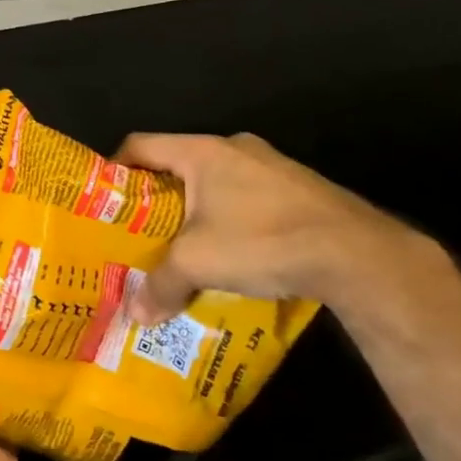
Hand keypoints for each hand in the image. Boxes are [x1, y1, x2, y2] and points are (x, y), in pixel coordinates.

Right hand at [115, 132, 449, 324]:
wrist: (356, 253)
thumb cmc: (261, 239)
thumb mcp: (199, 263)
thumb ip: (161, 284)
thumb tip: (134, 314)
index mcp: (201, 151)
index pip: (140, 145)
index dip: (116, 168)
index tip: (104, 201)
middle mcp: (233, 148)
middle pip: (177, 166)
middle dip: (157, 200)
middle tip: (140, 233)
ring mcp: (270, 166)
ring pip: (215, 184)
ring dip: (197, 212)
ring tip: (185, 249)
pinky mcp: (298, 188)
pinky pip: (248, 197)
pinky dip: (231, 220)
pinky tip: (234, 255)